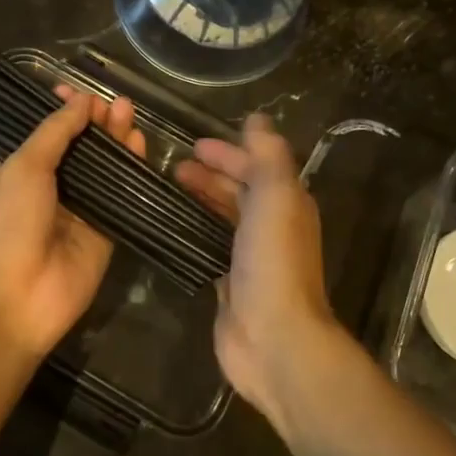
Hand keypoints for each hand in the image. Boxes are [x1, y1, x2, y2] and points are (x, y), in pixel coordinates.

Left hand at [0, 85, 145, 357]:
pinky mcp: (106, 232)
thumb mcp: (24, 166)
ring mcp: (81, 211)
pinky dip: (132, 172)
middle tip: (118, 103)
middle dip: (97, 123)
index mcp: (21, 170)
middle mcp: (52, 187)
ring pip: (105, 168)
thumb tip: (81, 100)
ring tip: (130, 113)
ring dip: (116, 141)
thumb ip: (56, 132)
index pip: (48, 132)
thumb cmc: (8, 223)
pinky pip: (122, 197)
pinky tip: (140, 147)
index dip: (65, 111)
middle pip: (81, 147)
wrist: (15, 298)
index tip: (82, 92)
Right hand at [175, 114, 349, 422]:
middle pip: (240, 190)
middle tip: (174, 167)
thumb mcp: (276, 193)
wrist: (274, 336)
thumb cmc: (274, 259)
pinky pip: (210, 246)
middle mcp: (273, 226)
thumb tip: (258, 118)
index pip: (257, 166)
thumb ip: (267, 154)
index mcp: (288, 202)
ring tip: (168, 190)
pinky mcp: (230, 283)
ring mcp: (251, 257)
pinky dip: (194, 231)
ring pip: (224, 217)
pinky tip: (171, 228)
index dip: (229, 152)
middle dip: (211, 175)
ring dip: (201, 200)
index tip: (193, 145)